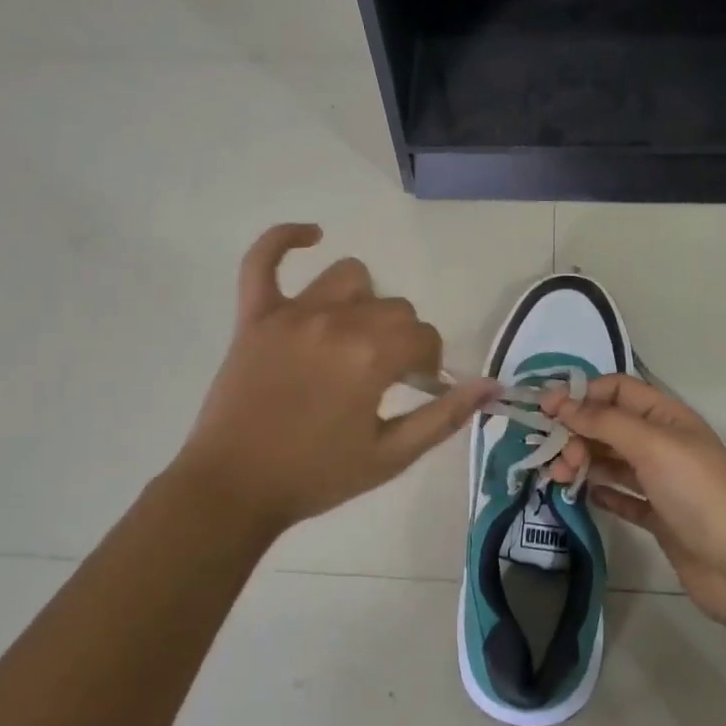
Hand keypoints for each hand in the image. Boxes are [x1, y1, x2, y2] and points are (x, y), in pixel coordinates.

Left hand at [172, 224, 497, 535]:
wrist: (233, 490)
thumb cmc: (316, 476)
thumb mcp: (391, 457)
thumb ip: (445, 417)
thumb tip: (492, 385)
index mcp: (372, 355)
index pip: (424, 336)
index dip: (429, 362)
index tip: (417, 387)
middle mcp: (337, 321)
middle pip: (393, 308)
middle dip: (402, 338)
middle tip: (386, 376)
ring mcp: (292, 313)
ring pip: (349, 276)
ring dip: (364, 301)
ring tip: (354, 334)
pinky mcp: (254, 315)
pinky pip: (262, 260)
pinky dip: (285, 239)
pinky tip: (311, 236)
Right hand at [541, 375, 725, 626]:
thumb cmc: (698, 493)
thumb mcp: (652, 446)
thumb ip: (605, 421)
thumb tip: (561, 403)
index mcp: (667, 417)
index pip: (618, 390)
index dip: (582, 394)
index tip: (546, 410)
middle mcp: (663, 443)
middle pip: (609, 425)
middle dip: (577, 433)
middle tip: (555, 458)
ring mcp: (661, 481)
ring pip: (611, 460)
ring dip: (583, 462)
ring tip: (559, 479)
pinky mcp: (658, 516)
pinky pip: (621, 496)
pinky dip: (601, 492)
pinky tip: (584, 496)